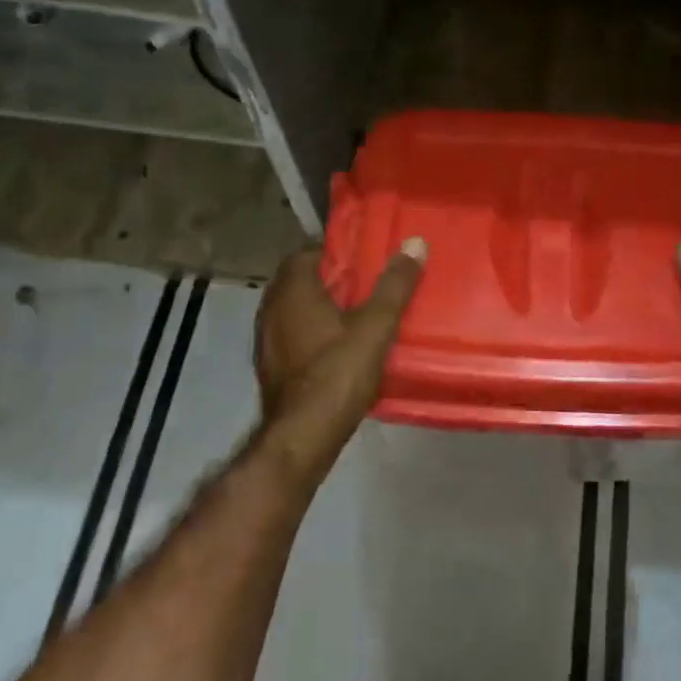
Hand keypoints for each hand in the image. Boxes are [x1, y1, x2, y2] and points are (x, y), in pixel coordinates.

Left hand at [254, 240, 425, 480]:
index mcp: (292, 290)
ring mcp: (266, 341)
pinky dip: (312, 334)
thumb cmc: (337, 372)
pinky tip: (338, 348)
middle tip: (366, 285)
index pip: (307, 253)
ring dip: (320, 308)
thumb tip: (415, 242)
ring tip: (357, 315)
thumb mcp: (376, 326)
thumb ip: (395, 285)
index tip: (363, 259)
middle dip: (331, 280)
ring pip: (295, 310)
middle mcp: (271, 309)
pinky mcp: (271, 367)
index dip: (335, 253)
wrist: (302, 437)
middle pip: (300, 281)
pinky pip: (292, 336)